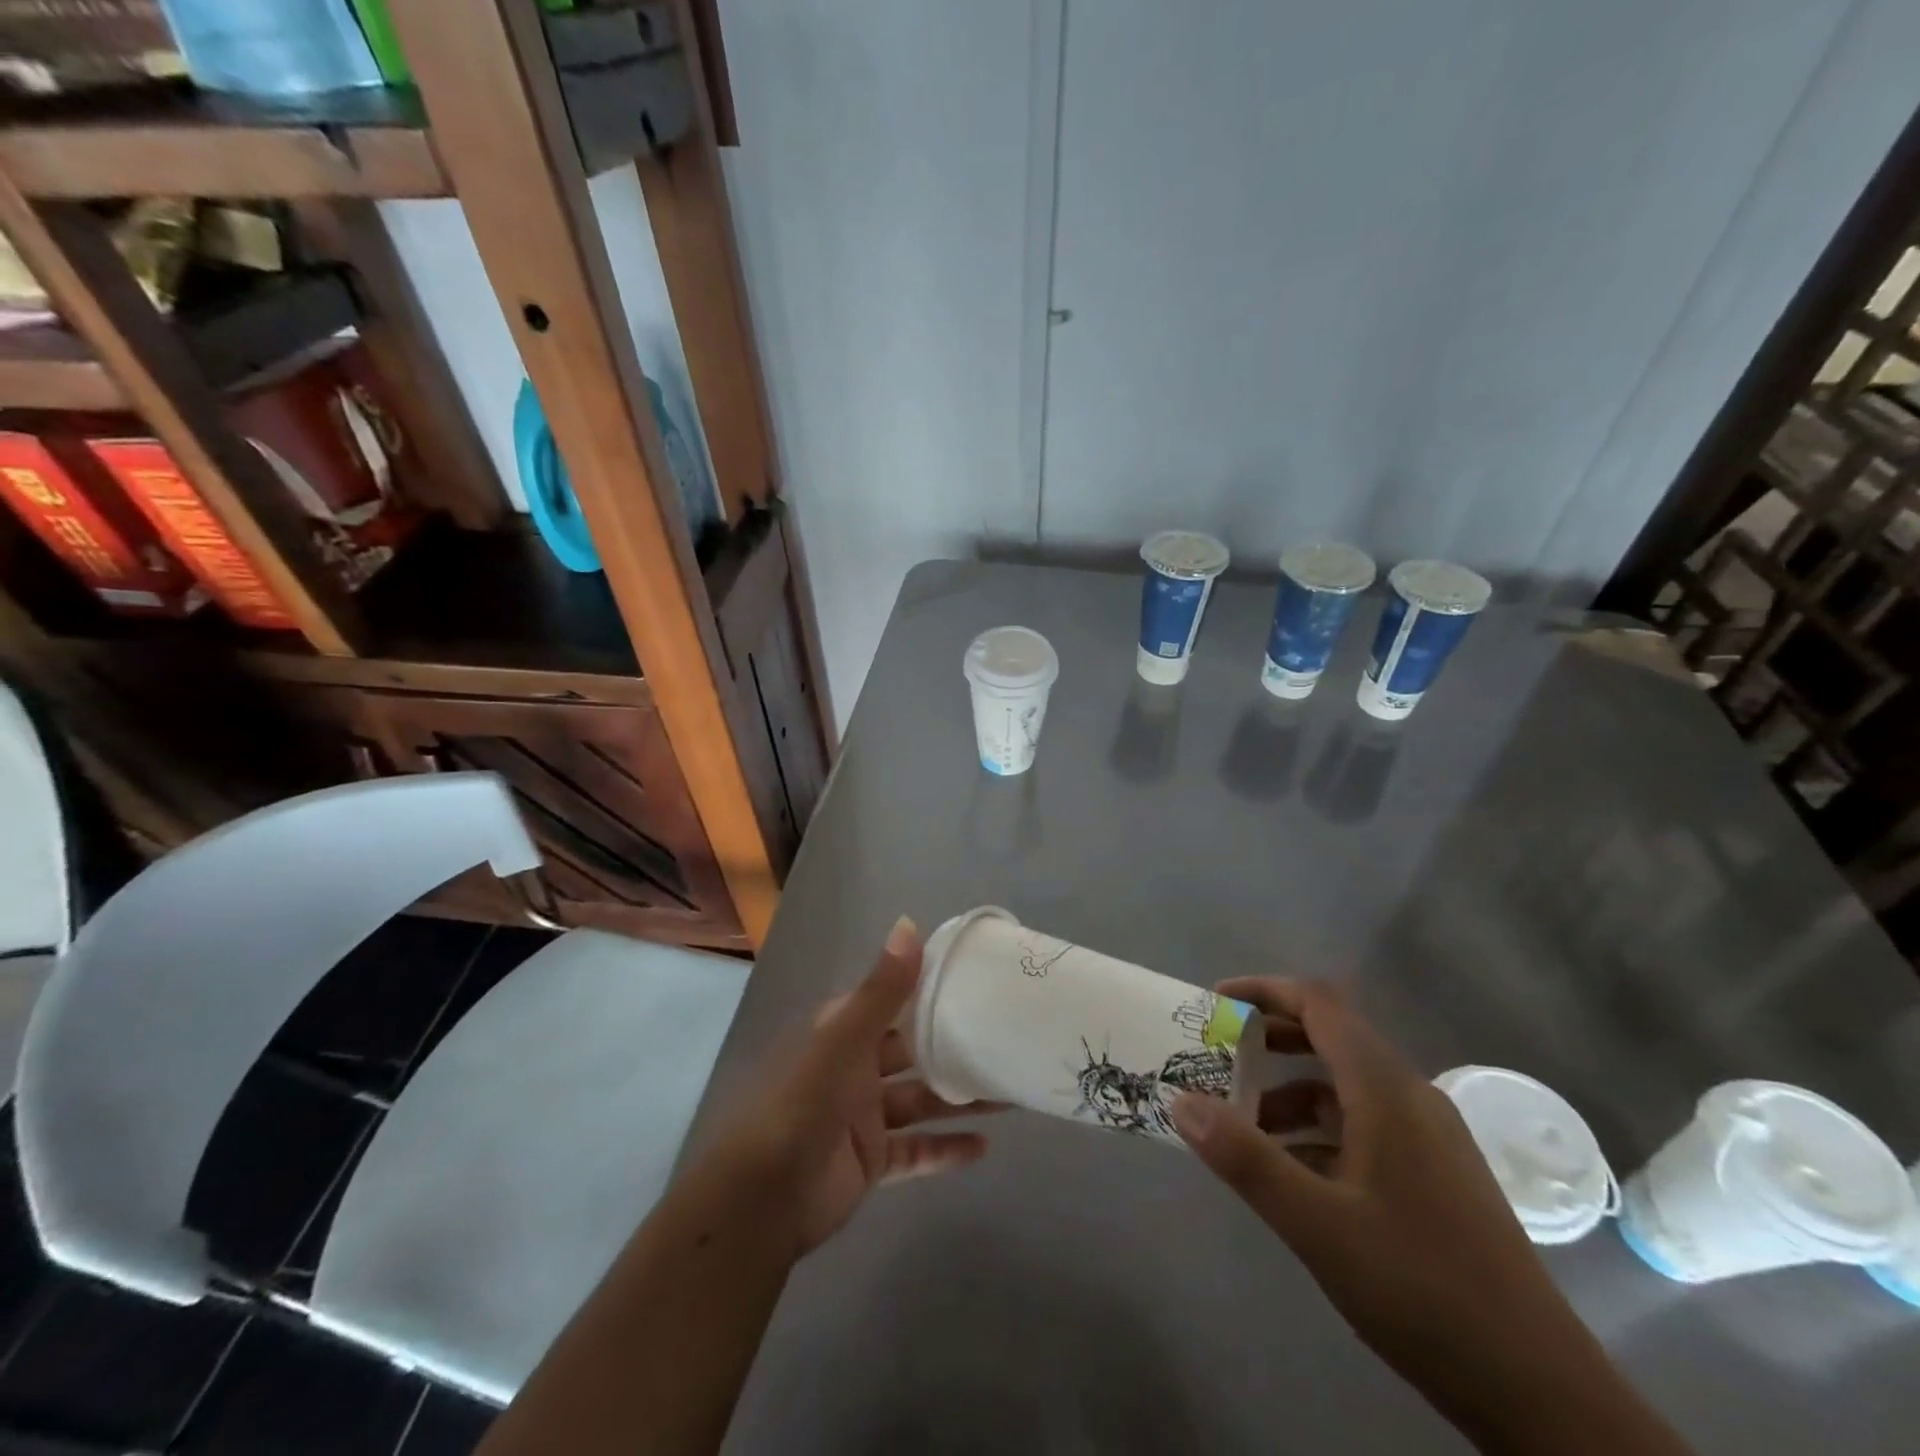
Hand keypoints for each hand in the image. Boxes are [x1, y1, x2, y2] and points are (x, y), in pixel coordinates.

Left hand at [712, 916, 996, 1257]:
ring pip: (921, 1099)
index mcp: (844, 1031)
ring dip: (960, 1098)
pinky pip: (916, 1150)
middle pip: (914, 1050)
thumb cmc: (803, 1106)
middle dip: (954, 1047)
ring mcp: (863, 1115)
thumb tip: (909, 925)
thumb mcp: (844, 1042)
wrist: (763, 1201)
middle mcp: (855, 1066)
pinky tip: (984, 1147)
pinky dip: (946, 1149)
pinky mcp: (871, 1159)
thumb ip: (881, 990)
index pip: (893, 1000)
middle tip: (1004, 1041)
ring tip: (1010, 1095)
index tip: (976, 980)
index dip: (930, 988)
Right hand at [1169, 978, 1691, 1455]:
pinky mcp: (1435, 1174)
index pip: (1319, 1003)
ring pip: (1345, 1085)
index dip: (1263, 990)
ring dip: (1289, 1091)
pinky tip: (1292, 1173)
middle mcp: (1410, 1096)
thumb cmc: (1421, 1287)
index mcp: (1386, 1089)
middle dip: (1269, 1039)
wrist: (1542, 1392)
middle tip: (1216, 1059)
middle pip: (1331, 1036)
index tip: (1214, 1006)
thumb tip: (1180, 1100)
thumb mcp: (1316, 1223)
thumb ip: (1244, 1157)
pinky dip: (1317, 1127)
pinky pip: (1363, 1123)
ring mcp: (1429, 1136)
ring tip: (1241, 1125)